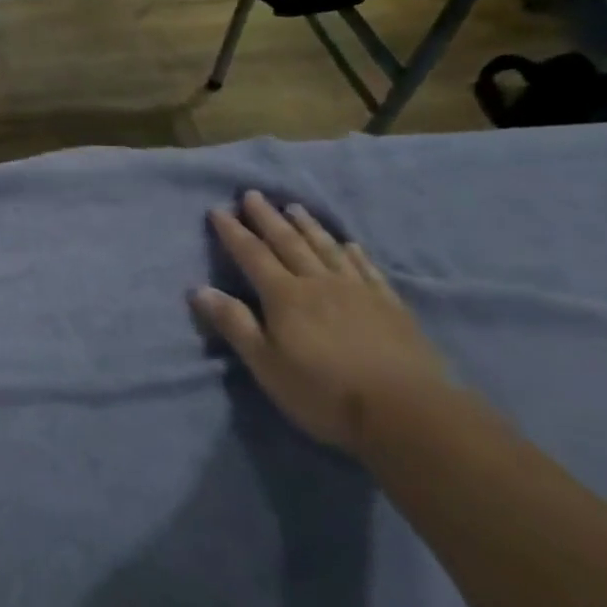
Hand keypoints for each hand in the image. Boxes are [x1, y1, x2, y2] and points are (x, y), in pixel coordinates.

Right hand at [190, 190, 450, 455]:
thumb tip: (199, 289)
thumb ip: (234, 324)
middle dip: (267, 218)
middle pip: (288, 242)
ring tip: (295, 207)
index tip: (218, 210)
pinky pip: (367, 269)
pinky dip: (354, 253)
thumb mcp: (266, 364)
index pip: (252, 255)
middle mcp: (318, 282)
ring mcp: (358, 291)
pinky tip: (349, 244)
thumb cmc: (324, 392)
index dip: (233, 232)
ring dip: (308, 226)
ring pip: (326, 248)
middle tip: (253, 194)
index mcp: (284, 296)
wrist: (406, 412)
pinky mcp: (390, 306)